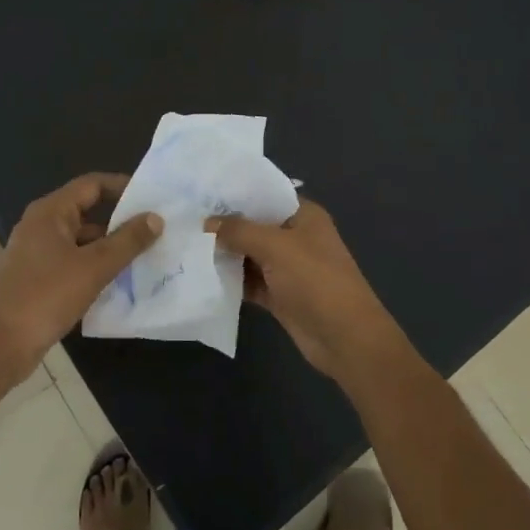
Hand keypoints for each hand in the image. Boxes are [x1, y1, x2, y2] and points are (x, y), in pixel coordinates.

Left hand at [0, 173, 162, 383]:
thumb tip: (155, 218)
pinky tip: (118, 283)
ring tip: (145, 257)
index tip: (152, 197)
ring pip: (81, 241)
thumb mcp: (94, 267)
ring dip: (110, 248)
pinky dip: (95, 268)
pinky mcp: (36, 279)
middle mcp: (41, 226)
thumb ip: (127, 241)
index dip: (122, 186)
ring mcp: (36, 254)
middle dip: (121, 221)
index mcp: (50, 212)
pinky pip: (73, 263)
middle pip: (87, 212)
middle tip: (155, 229)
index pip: (92, 185)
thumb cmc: (45, 297)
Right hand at [204, 198, 406, 382]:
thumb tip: (208, 222)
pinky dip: (231, 280)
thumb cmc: (315, 280)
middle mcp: (296, 237)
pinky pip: (250, 282)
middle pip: (255, 226)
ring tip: (185, 245)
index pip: (266, 196)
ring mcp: (288, 268)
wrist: (344, 337)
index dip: (237, 194)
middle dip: (225, 226)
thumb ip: (240, 231)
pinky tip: (202, 276)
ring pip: (250, 256)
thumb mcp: (276, 247)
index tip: (201, 192)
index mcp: (304, 216)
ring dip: (225, 254)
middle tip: (185, 220)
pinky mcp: (280, 295)